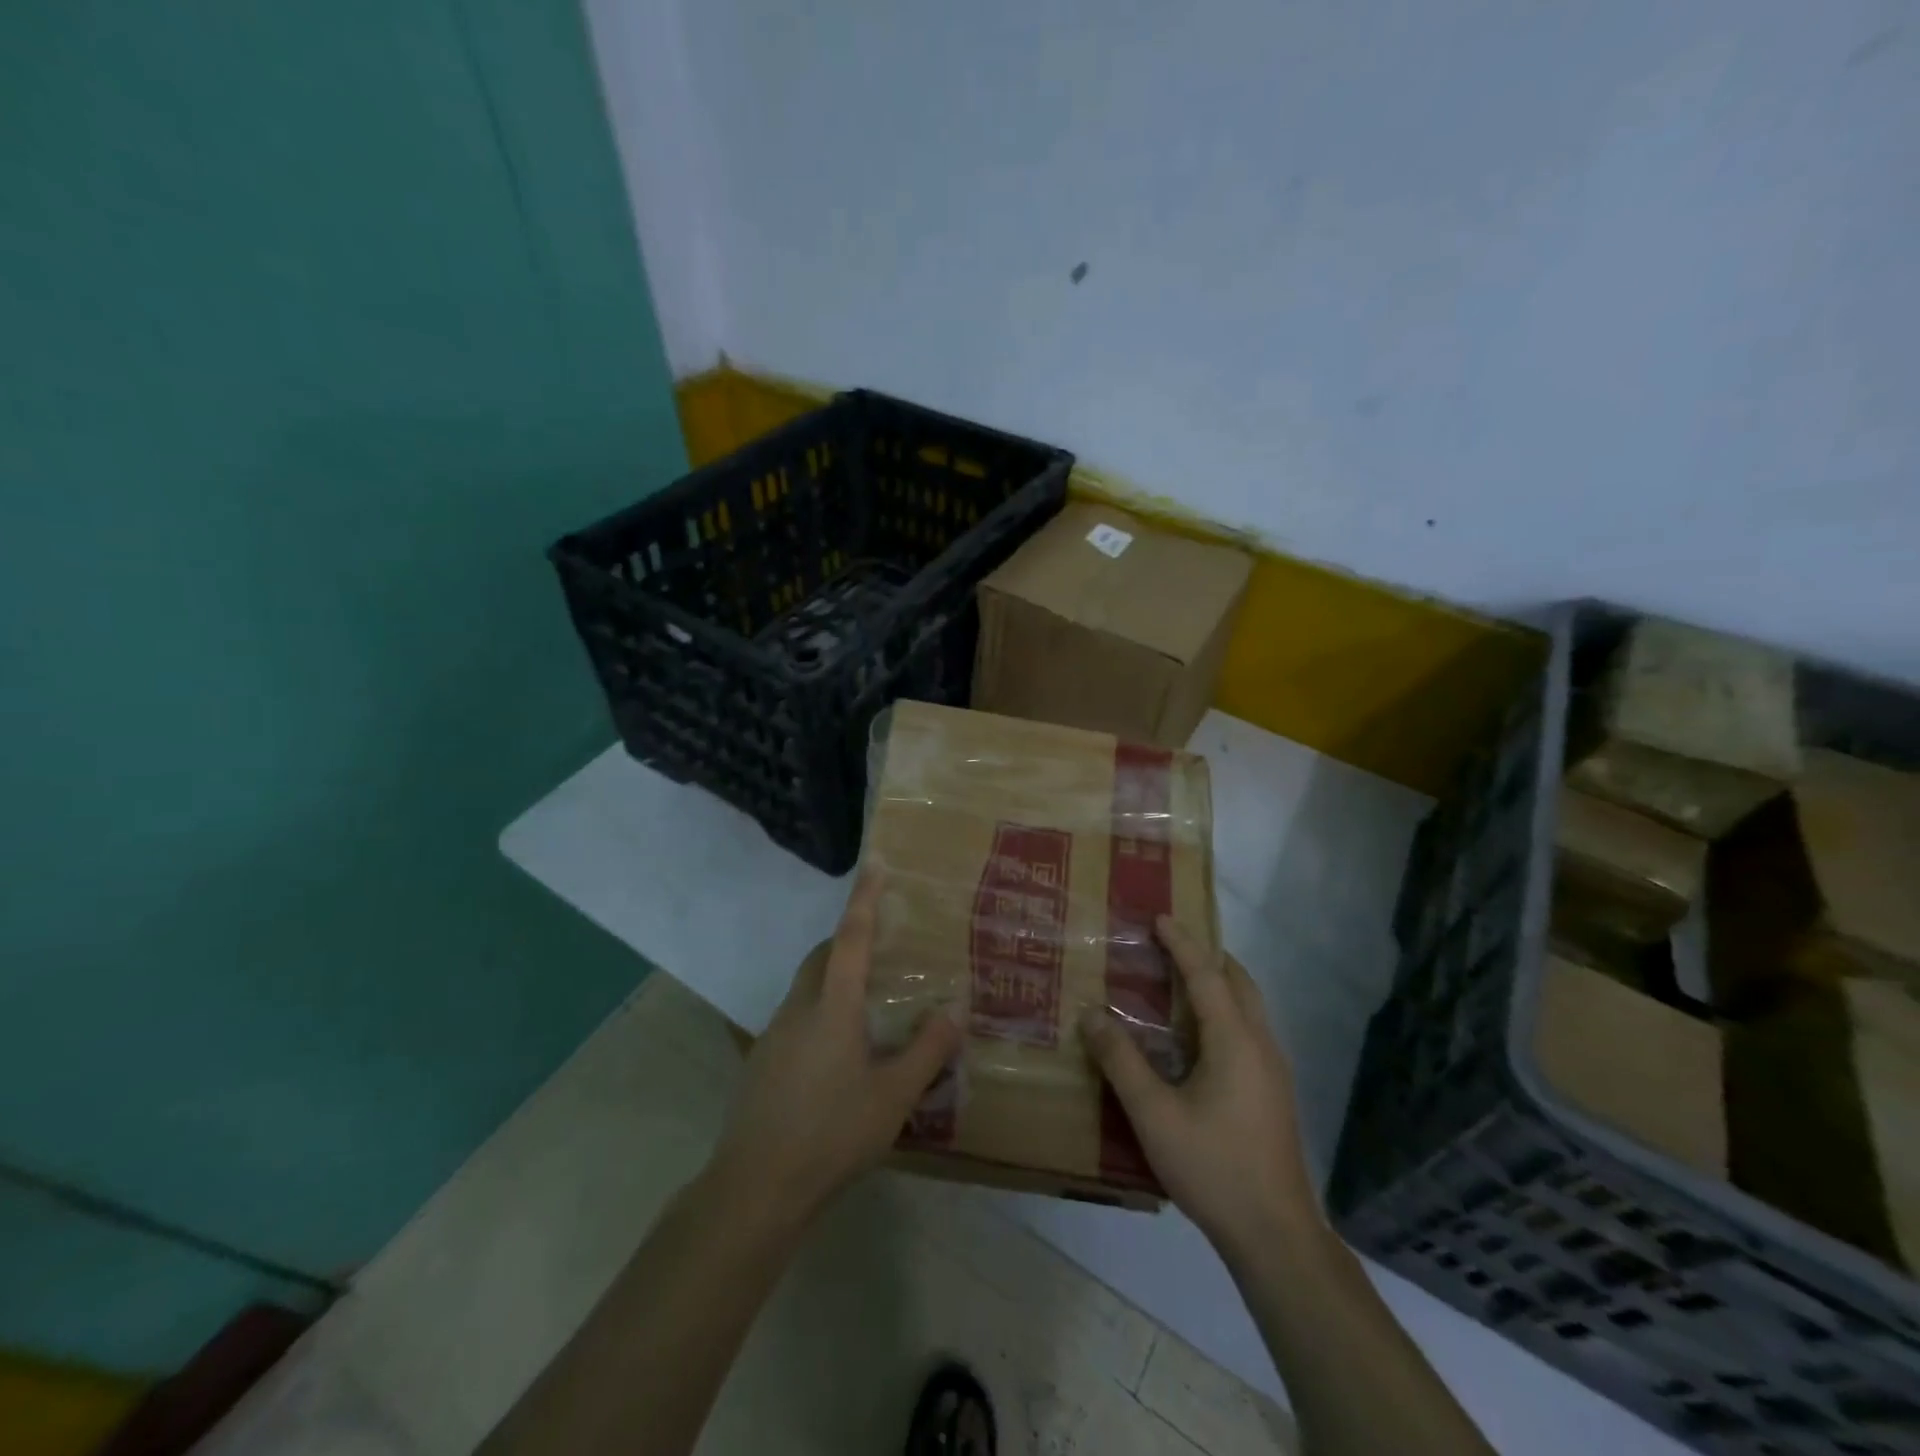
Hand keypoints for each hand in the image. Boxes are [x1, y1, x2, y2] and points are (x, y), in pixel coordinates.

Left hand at [707, 874, 962, 1223]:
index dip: (865, 898)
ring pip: (807, 988)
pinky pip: (796, 1018)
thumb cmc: (832, 1135)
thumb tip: (955, 1006)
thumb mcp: (893, 1096)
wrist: (755, 1189)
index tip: (876, 862)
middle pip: (822, 957)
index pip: (851, 937)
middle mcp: (798, 1008)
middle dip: (848, 940)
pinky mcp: (761, 1062)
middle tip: (882, 947)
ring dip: (834, 979)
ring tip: (867, 1004)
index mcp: (832, 1006)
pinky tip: (838, 1055)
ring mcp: (773, 1035)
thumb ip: (928, 1049)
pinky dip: (820, 1013)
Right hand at [1080, 918, 1319, 1263]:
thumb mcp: (1153, 1113)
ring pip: (1248, 1006)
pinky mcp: (1273, 1092)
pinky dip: (1223, 1010)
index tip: (1159, 918)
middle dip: (1206, 955)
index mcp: (1234, 1040)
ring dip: (1217, 983)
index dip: (1182, 943)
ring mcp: (1272, 1069)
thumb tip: (1090, 1013)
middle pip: (1238, 982)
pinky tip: (1197, 1037)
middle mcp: (1260, 1044)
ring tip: (1179, 980)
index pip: (1206, 974)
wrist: (1275, 1234)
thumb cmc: (1213, 1166)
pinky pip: (1248, 1029)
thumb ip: (1121, 1060)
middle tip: (1169, 944)